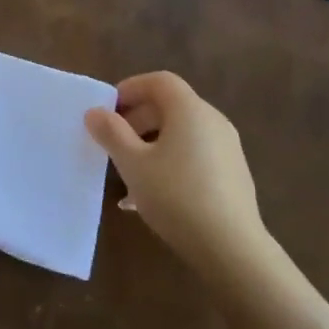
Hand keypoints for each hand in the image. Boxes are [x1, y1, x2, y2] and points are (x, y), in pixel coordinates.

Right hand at [84, 71, 266, 271]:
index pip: (159, 81)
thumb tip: (95, 112)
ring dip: (152, 144)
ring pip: (181, 134)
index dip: (130, 88)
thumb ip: (112, 133)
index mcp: (190, 110)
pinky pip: (195, 155)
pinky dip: (171, 161)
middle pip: (171, 106)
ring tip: (129, 174)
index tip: (108, 110)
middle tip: (113, 143)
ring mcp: (227, 147)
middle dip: (137, 120)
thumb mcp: (133, 165)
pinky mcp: (233, 173)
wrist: (231, 247)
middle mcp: (213, 120)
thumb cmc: (176, 196)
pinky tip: (153, 195)